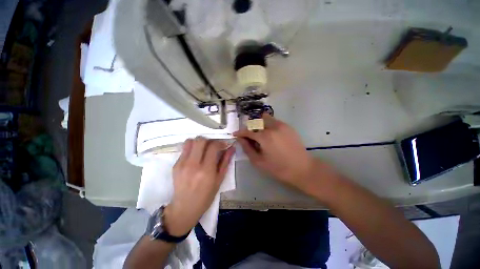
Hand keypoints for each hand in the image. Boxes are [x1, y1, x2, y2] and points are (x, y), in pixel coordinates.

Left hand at [164, 137, 234, 235]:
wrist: (185, 207)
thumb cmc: (206, 196)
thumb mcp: (219, 179)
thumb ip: (226, 161)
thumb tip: (232, 148)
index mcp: (206, 170)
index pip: (213, 146)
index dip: (220, 143)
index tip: (223, 145)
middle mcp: (193, 165)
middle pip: (200, 140)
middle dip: (209, 140)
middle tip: (213, 146)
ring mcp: (182, 164)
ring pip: (190, 142)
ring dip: (198, 142)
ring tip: (203, 149)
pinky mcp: (175, 165)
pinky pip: (184, 149)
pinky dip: (192, 149)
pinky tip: (195, 157)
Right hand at [233, 114, 316, 193]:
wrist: (302, 168)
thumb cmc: (278, 168)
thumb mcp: (259, 161)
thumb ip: (247, 148)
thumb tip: (240, 139)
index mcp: (264, 137)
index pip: (248, 131)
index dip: (240, 132)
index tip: (235, 134)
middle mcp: (272, 127)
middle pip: (256, 121)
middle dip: (251, 127)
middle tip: (251, 137)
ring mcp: (282, 125)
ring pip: (266, 119)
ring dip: (260, 124)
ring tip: (261, 135)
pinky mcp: (288, 127)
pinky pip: (274, 122)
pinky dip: (269, 126)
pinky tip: (271, 136)